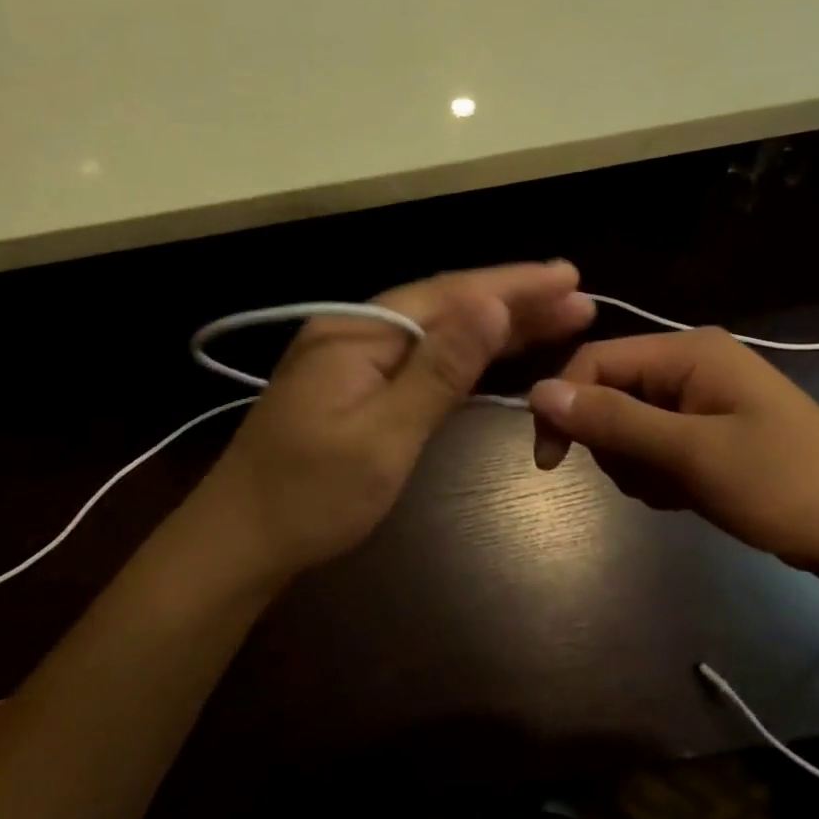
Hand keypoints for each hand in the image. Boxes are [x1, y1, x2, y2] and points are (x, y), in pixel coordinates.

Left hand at [201, 262, 595, 576]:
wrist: (241, 541)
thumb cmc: (311, 496)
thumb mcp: (384, 435)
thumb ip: (440, 369)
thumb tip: (492, 305)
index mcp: (357, 331)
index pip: (448, 294)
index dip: (512, 285)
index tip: (568, 277)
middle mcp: (355, 331)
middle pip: (445, 306)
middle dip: (512, 302)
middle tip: (577, 297)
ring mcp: (353, 359)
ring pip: (436, 332)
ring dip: (493, 327)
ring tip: (555, 319)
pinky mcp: (355, 388)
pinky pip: (421, 360)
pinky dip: (463, 356)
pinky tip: (495, 354)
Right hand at [528, 328, 818, 574]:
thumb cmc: (783, 485)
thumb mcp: (692, 453)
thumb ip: (614, 421)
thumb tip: (538, 393)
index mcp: (688, 352)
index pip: (596, 362)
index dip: (564, 406)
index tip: (550, 461)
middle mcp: (690, 365)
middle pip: (609, 395)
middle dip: (614, 445)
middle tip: (649, 480)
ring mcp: (701, 399)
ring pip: (627, 427)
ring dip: (637, 466)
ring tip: (678, 491)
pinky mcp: (708, 431)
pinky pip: (653, 446)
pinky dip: (658, 475)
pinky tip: (688, 495)